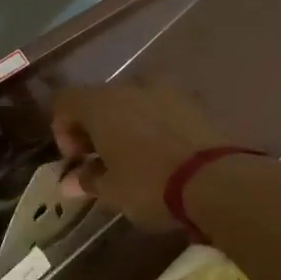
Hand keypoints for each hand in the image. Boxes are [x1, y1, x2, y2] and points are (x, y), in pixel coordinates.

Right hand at [52, 84, 233, 229]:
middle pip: (101, 100)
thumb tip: (70, 181)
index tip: (76, 160)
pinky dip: (155, 127)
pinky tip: (163, 156)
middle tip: (102, 161)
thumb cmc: (149, 184)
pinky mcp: (196, 104)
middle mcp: (131, 87)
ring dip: (127, 125)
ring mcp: (168, 91)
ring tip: (135, 158)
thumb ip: (87, 180)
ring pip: (134, 103)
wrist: (217, 181)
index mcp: (101, 104)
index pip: (65, 102)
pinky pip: (163, 110)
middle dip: (96, 128)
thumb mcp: (111, 191)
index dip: (63, 130)